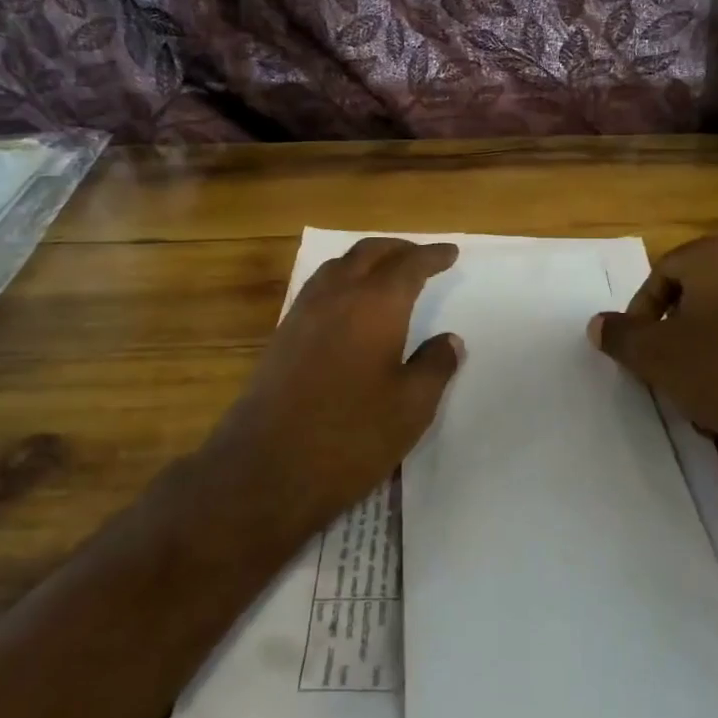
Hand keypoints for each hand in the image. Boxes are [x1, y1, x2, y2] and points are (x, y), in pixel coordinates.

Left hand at [204, 237, 464, 533]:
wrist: (266, 468)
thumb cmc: (351, 435)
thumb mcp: (411, 407)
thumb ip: (435, 366)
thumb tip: (449, 340)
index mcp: (375, 304)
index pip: (409, 265)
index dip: (432, 256)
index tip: (450, 252)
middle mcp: (337, 296)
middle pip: (368, 253)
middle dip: (398, 249)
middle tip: (421, 255)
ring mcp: (303, 313)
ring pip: (338, 266)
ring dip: (366, 260)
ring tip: (386, 272)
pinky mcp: (282, 336)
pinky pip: (318, 288)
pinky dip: (342, 280)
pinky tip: (348, 306)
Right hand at [588, 234, 717, 474]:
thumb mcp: (656, 357)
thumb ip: (621, 336)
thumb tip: (598, 325)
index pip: (662, 273)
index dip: (641, 313)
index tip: (639, 349)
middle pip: (697, 292)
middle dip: (676, 330)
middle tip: (665, 365)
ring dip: (708, 345)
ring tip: (699, 387)